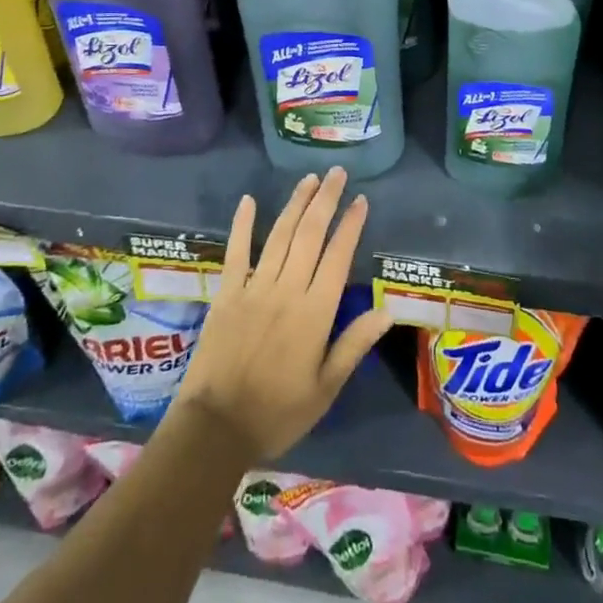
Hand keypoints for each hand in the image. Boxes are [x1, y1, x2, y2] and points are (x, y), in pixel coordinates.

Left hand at [174, 167, 392, 462]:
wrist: (215, 429)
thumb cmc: (278, 412)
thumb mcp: (325, 388)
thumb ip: (354, 344)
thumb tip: (387, 310)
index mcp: (315, 312)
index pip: (337, 256)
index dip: (351, 225)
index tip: (361, 200)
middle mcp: (287, 289)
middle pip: (310, 234)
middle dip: (326, 200)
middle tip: (338, 173)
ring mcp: (254, 287)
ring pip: (280, 235)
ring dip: (296, 204)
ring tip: (309, 179)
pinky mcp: (227, 293)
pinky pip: (237, 252)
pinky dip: (243, 224)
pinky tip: (249, 201)